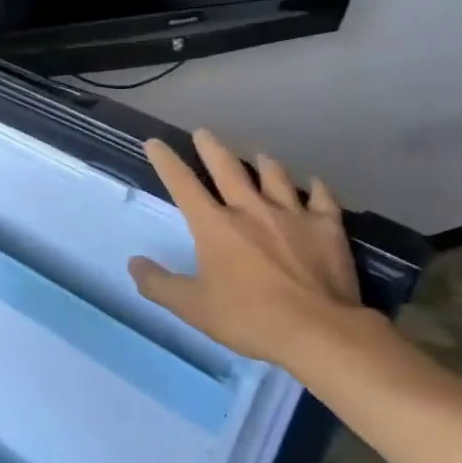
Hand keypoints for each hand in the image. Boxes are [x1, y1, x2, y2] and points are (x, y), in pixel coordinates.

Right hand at [129, 129, 370, 374]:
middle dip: (212, 149)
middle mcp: (251, 209)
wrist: (318, 329)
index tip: (155, 143)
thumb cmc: (249, 318)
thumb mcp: (193, 308)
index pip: (183, 185)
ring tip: (260, 155)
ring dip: (264, 164)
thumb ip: (159, 285)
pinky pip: (322, 199)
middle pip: (228, 169)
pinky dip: (316, 188)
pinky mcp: (327, 227)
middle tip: (203, 133)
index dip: (166, 162)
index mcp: (215, 226)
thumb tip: (134, 263)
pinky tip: (315, 184)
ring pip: (275, 177)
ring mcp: (292, 215)